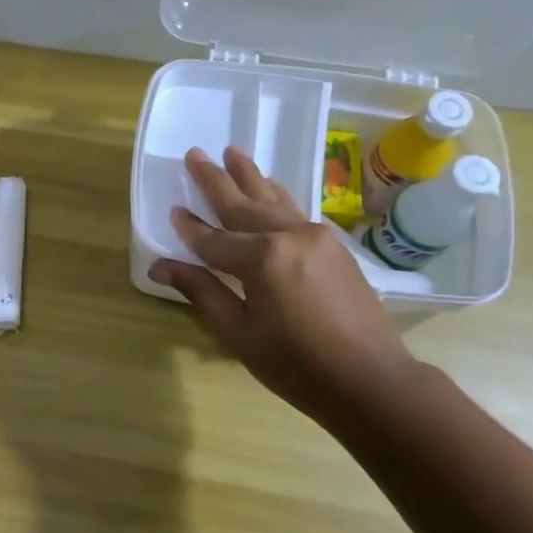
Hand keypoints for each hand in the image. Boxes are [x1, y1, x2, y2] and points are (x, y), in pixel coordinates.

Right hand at [149, 147, 418, 424]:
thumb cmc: (296, 365)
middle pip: (243, 205)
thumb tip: (160, 266)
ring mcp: (316, 237)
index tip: (173, 209)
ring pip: (273, 200)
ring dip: (250, 177)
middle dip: (216, 181)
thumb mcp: (238, 333)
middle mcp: (289, 236)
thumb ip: (201, 291)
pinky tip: (269, 188)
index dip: (190, 228)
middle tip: (195, 154)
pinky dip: (276, 196)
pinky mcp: (334, 246)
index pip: (213, 239)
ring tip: (232, 152)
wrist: (371, 380)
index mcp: (262, 259)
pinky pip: (296, 211)